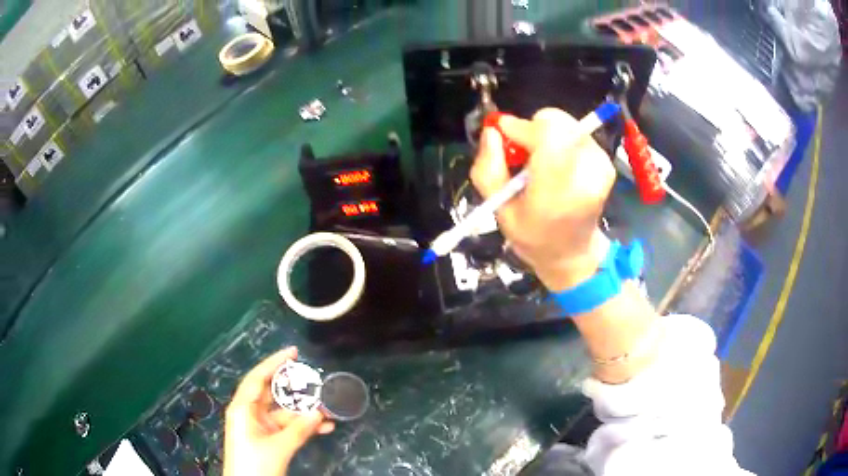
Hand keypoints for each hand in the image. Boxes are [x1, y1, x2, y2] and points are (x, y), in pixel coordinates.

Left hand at [223, 347, 334, 475]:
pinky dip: (304, 427)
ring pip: (284, 412)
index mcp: (243, 408)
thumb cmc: (254, 464)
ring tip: (328, 407)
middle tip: (314, 378)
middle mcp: (250, 413)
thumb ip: (299, 430)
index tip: (294, 352)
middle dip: (294, 387)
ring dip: (304, 412)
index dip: (274, 363)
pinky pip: (288, 427)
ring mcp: (260, 426)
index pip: (257, 378)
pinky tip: (324, 427)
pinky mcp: (268, 439)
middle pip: (272, 393)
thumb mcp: (278, 447)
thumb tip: (319, 412)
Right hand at [470, 108, 613, 290]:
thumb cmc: (533, 236)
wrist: (571, 253)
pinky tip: (555, 163)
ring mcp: (600, 165)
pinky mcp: (606, 161)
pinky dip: (561, 139)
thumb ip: (489, 170)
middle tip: (522, 151)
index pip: (546, 135)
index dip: (521, 127)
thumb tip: (492, 132)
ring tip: (539, 161)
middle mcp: (586, 172)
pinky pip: (576, 132)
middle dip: (533, 128)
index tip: (503, 135)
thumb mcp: (499, 211)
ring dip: (546, 134)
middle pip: (557, 123)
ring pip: (566, 123)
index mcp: (557, 191)